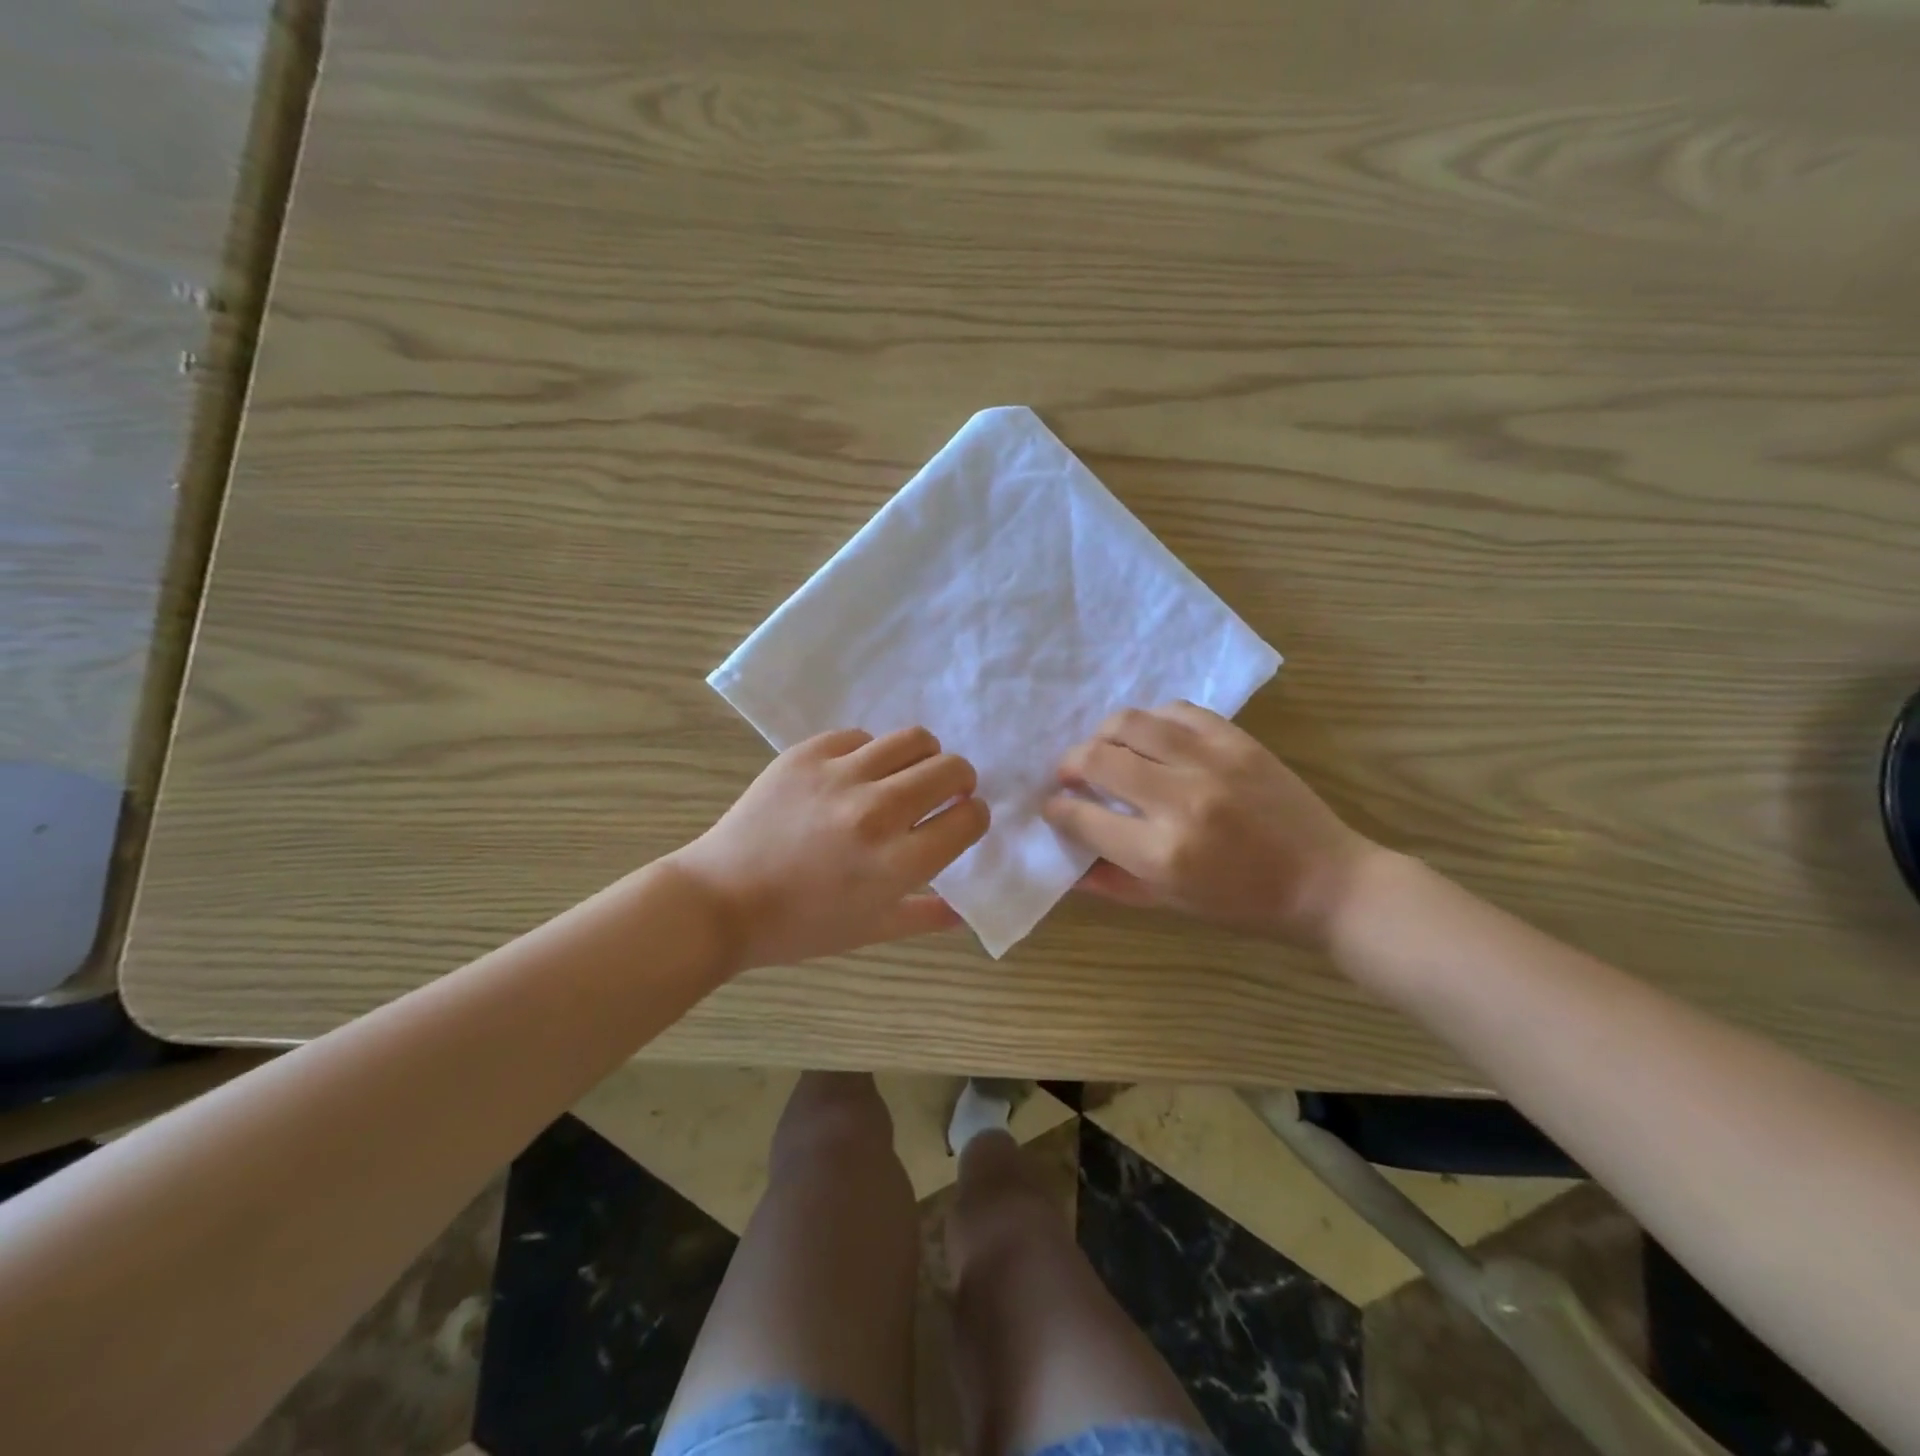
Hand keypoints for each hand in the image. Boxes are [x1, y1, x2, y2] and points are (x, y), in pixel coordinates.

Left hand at [672, 726, 989, 971]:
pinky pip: (860, 737)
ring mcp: (840, 776)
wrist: (719, 900)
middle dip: (960, 780)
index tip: (964, 819)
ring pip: (913, 740)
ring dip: (922, 757)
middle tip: (945, 793)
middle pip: (950, 770)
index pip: (968, 819)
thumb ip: (924, 917)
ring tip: (907, 774)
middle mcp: (877, 812)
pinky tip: (855, 775)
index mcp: (897, 863)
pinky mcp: (807, 754)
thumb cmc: (798, 926)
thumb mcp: (869, 931)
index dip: (974, 816)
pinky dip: (869, 754)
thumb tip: (964, 912)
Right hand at [1042, 702, 1381, 949]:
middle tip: (1071, 776)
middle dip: (1069, 765)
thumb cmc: (1245, 904)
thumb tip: (1066, 866)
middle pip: (1096, 759)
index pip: (1083, 818)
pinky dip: (1152, 721)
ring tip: (1105, 749)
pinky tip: (1151, 737)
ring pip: (1130, 722)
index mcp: (1161, 853)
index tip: (1054, 806)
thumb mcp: (1172, 905)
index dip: (1057, 809)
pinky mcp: (1237, 740)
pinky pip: (1176, 711)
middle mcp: (1179, 800)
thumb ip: (1113, 884)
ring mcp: (1210, 762)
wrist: (1326, 881)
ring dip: (1103, 734)